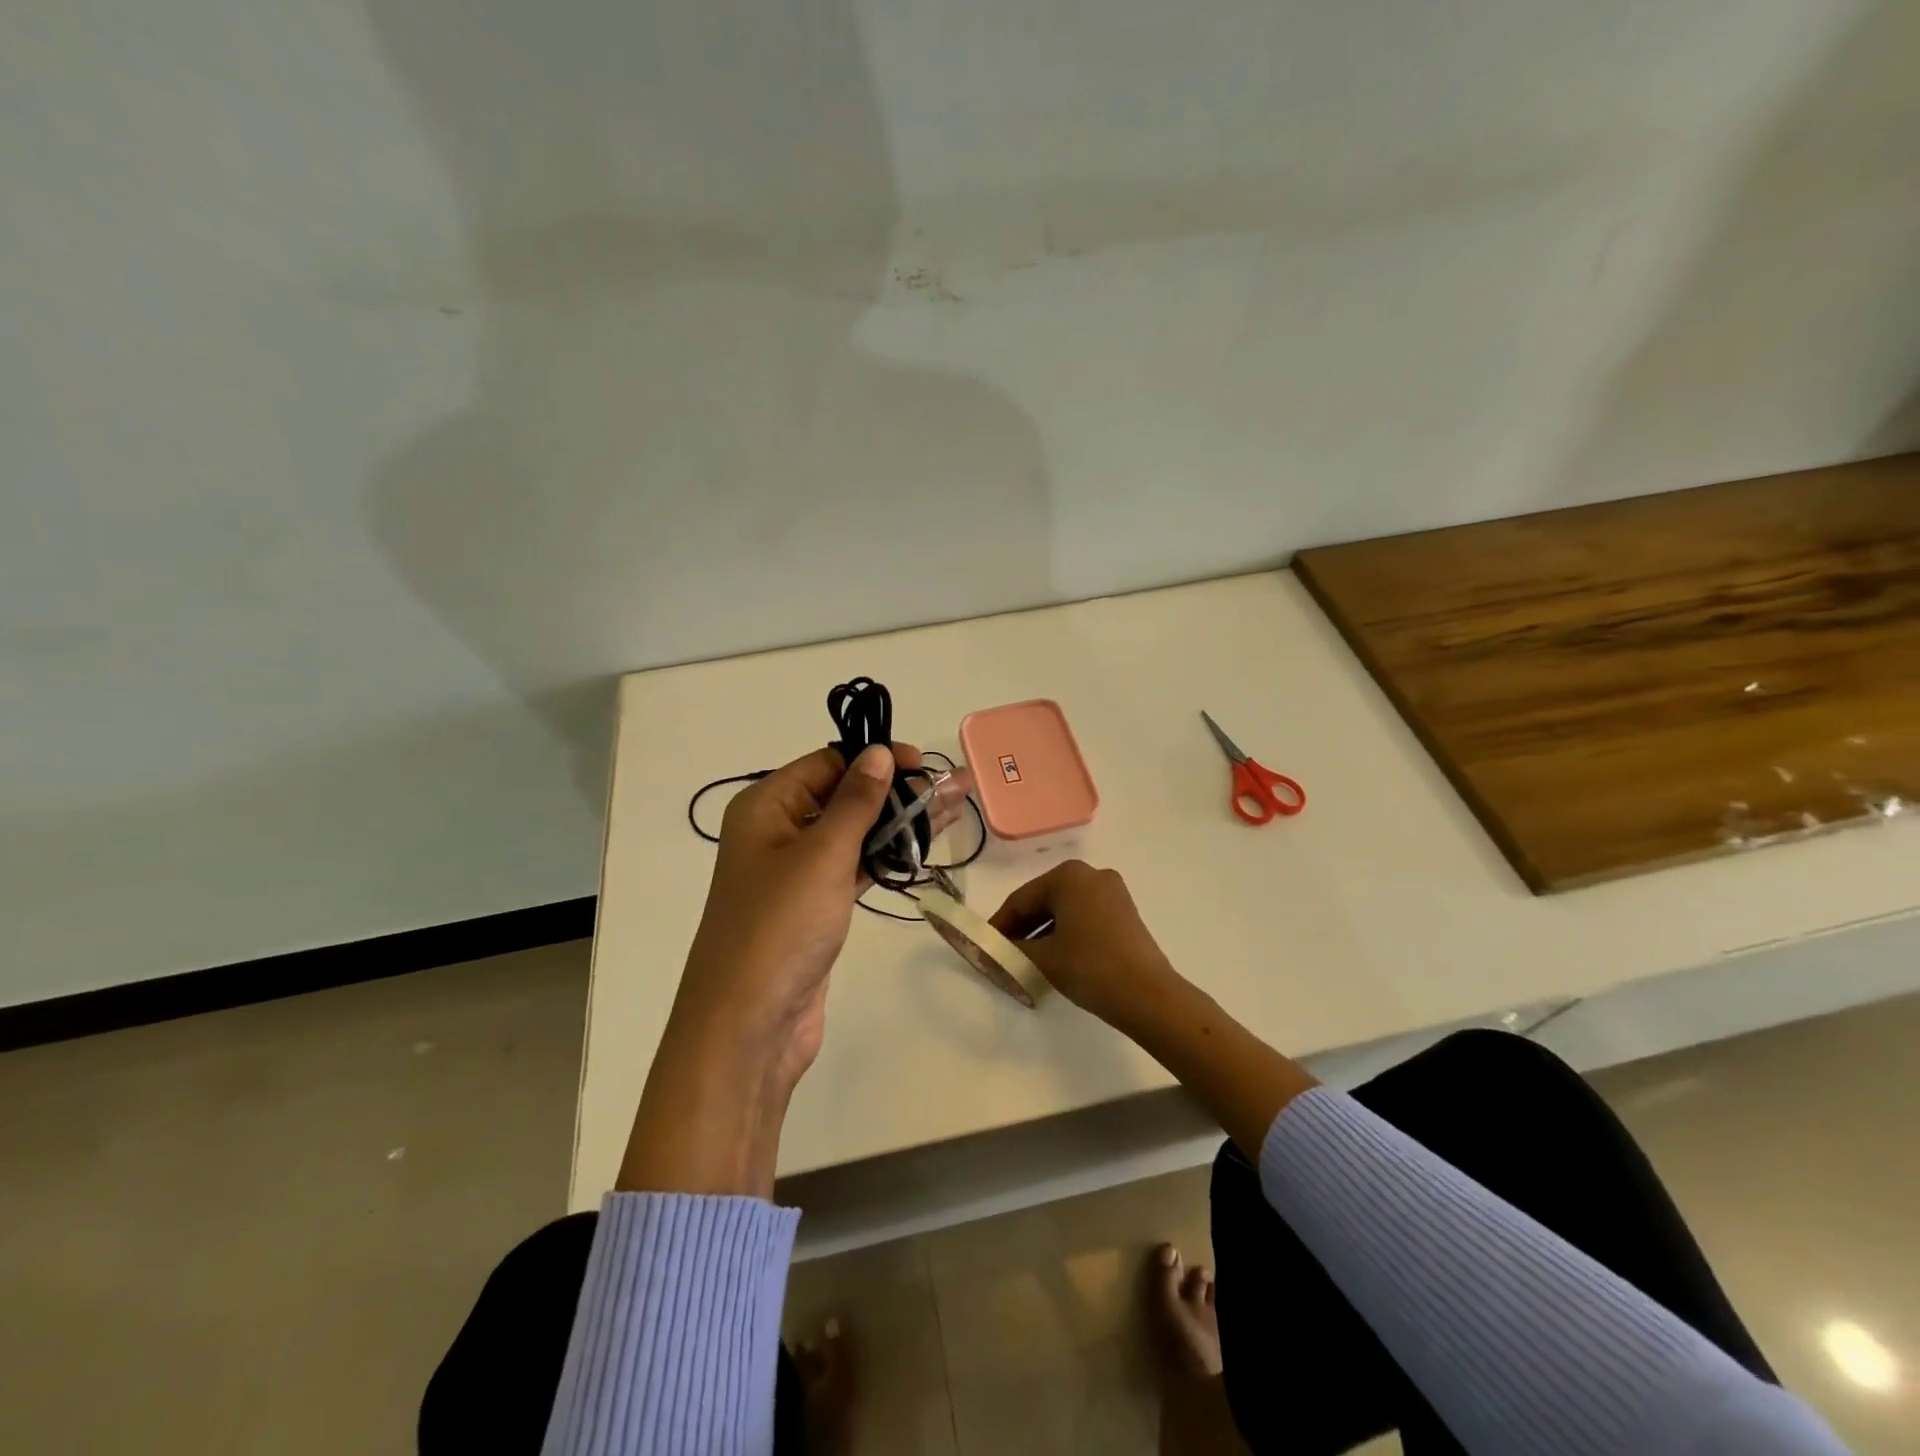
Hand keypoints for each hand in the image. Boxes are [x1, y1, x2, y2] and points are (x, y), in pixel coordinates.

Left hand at [619, 741, 971, 1196]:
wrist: (749, 1026)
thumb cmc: (780, 926)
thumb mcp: (822, 854)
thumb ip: (855, 801)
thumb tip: (877, 753)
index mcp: (766, 807)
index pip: (827, 763)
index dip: (875, 758)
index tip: (923, 762)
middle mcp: (778, 831)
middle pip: (844, 795)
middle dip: (896, 789)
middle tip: (950, 787)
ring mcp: (798, 872)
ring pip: (855, 832)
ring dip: (899, 821)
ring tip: (951, 806)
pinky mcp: (817, 906)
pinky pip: (856, 866)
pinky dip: (888, 855)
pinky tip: (924, 843)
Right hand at [994, 860, 1317, 1155]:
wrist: (1149, 995)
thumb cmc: (1090, 967)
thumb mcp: (1043, 958)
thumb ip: (1012, 948)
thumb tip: (995, 948)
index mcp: (1068, 876)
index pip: (1021, 899)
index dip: (999, 925)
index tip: (984, 946)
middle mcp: (1091, 874)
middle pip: (1044, 901)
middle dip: (1021, 928)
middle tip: (1003, 955)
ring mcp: (1112, 891)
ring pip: (1064, 910)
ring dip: (1042, 932)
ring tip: (1026, 960)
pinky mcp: (1124, 911)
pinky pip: (1084, 916)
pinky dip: (1065, 933)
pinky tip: (1056, 957)